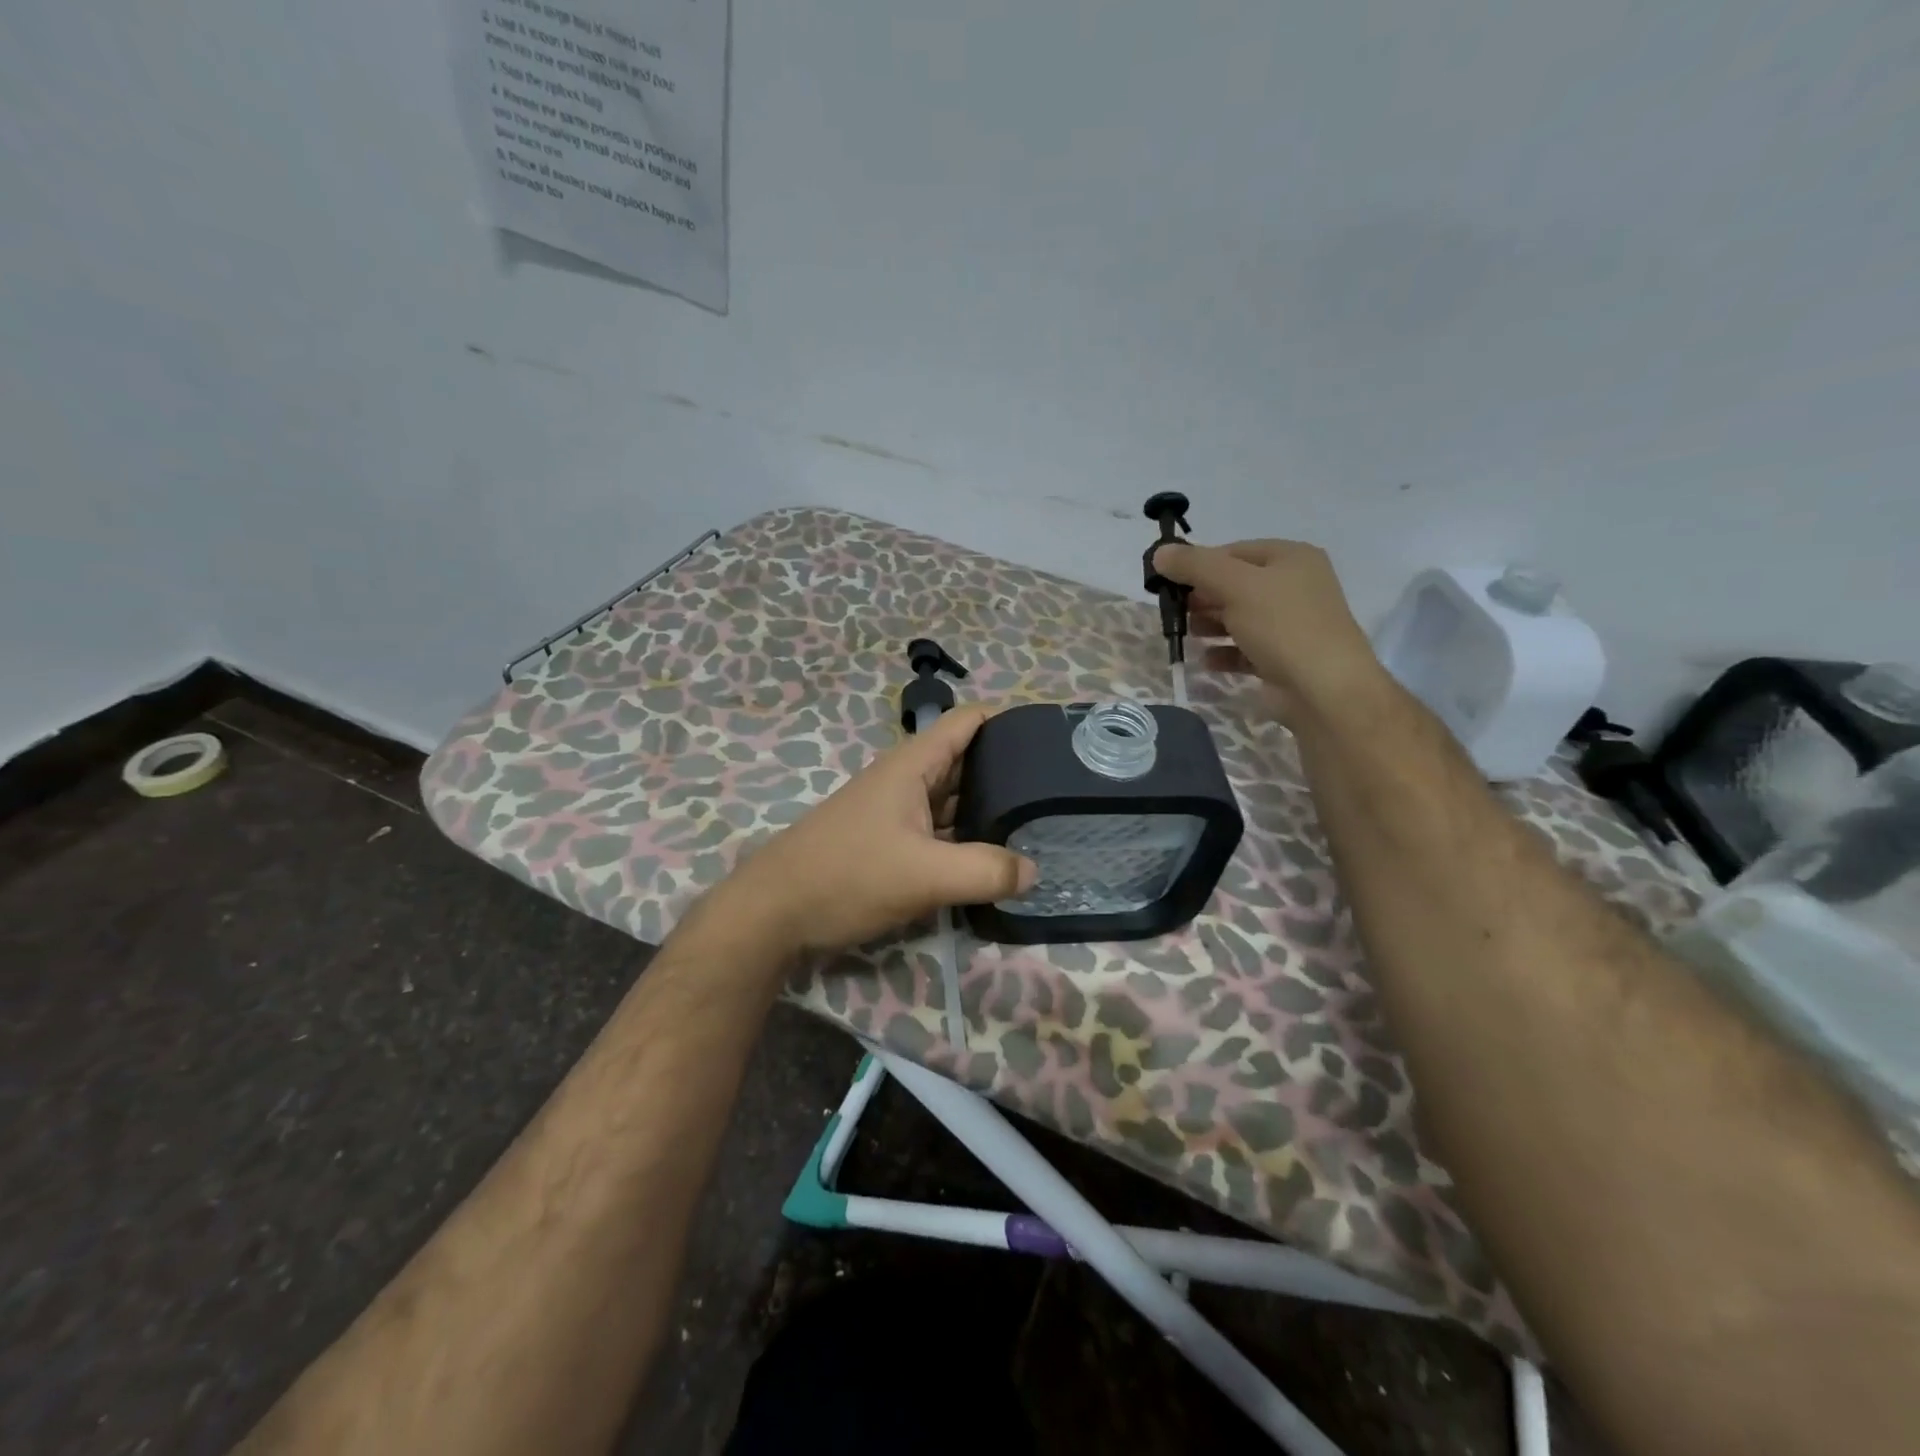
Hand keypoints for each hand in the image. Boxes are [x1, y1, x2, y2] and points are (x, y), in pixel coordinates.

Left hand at [713, 705, 1037, 956]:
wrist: (774, 914)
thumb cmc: (847, 876)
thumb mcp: (924, 875)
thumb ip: (985, 871)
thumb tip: (1034, 871)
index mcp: (913, 765)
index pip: (969, 721)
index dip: (1010, 720)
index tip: (1054, 736)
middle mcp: (908, 780)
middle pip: (968, 761)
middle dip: (1011, 770)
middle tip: (1062, 790)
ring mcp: (899, 814)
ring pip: (956, 800)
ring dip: (992, 809)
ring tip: (1043, 823)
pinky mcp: (893, 845)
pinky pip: (942, 832)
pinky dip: (969, 839)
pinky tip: (998, 859)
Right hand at [1151, 538, 1384, 719]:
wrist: (1324, 689)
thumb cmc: (1282, 626)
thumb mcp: (1235, 586)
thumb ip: (1195, 566)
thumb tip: (1160, 553)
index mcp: (1291, 558)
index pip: (1234, 551)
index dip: (1199, 564)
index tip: (1169, 582)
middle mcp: (1294, 586)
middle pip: (1235, 584)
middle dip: (1203, 597)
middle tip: (1176, 611)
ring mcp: (1290, 624)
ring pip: (1239, 617)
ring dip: (1210, 625)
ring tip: (1188, 635)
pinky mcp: (1283, 658)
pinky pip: (1245, 649)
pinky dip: (1224, 652)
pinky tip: (1207, 660)